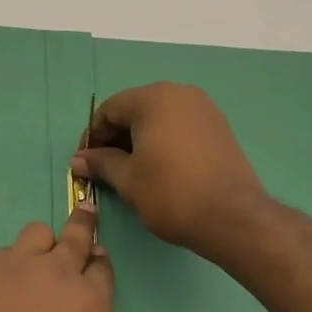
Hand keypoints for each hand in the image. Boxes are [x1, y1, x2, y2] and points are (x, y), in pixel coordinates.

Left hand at [0, 204, 113, 311]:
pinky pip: (4, 253)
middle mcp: (57, 275)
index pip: (103, 271)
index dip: (101, 264)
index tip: (99, 258)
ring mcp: (16, 267)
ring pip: (37, 233)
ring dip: (44, 242)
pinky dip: (9, 263)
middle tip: (86, 211)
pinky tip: (1, 285)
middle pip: (76, 237)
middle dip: (84, 224)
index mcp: (90, 304)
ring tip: (38, 255)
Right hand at [73, 82, 276, 265]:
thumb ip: (101, 163)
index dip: (93, 136)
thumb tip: (78, 160)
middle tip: (106, 168)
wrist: (233, 217)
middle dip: (116, 137)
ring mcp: (203, 108)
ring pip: (159, 118)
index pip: (110, 110)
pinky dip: (164, 141)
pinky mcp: (219, 126)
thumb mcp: (128, 179)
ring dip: (140, 139)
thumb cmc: (171, 193)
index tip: (86, 163)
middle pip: (135, 110)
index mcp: (153, 98)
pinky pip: (180, 126)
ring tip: (132, 170)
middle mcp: (179, 93)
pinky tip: (160, 168)